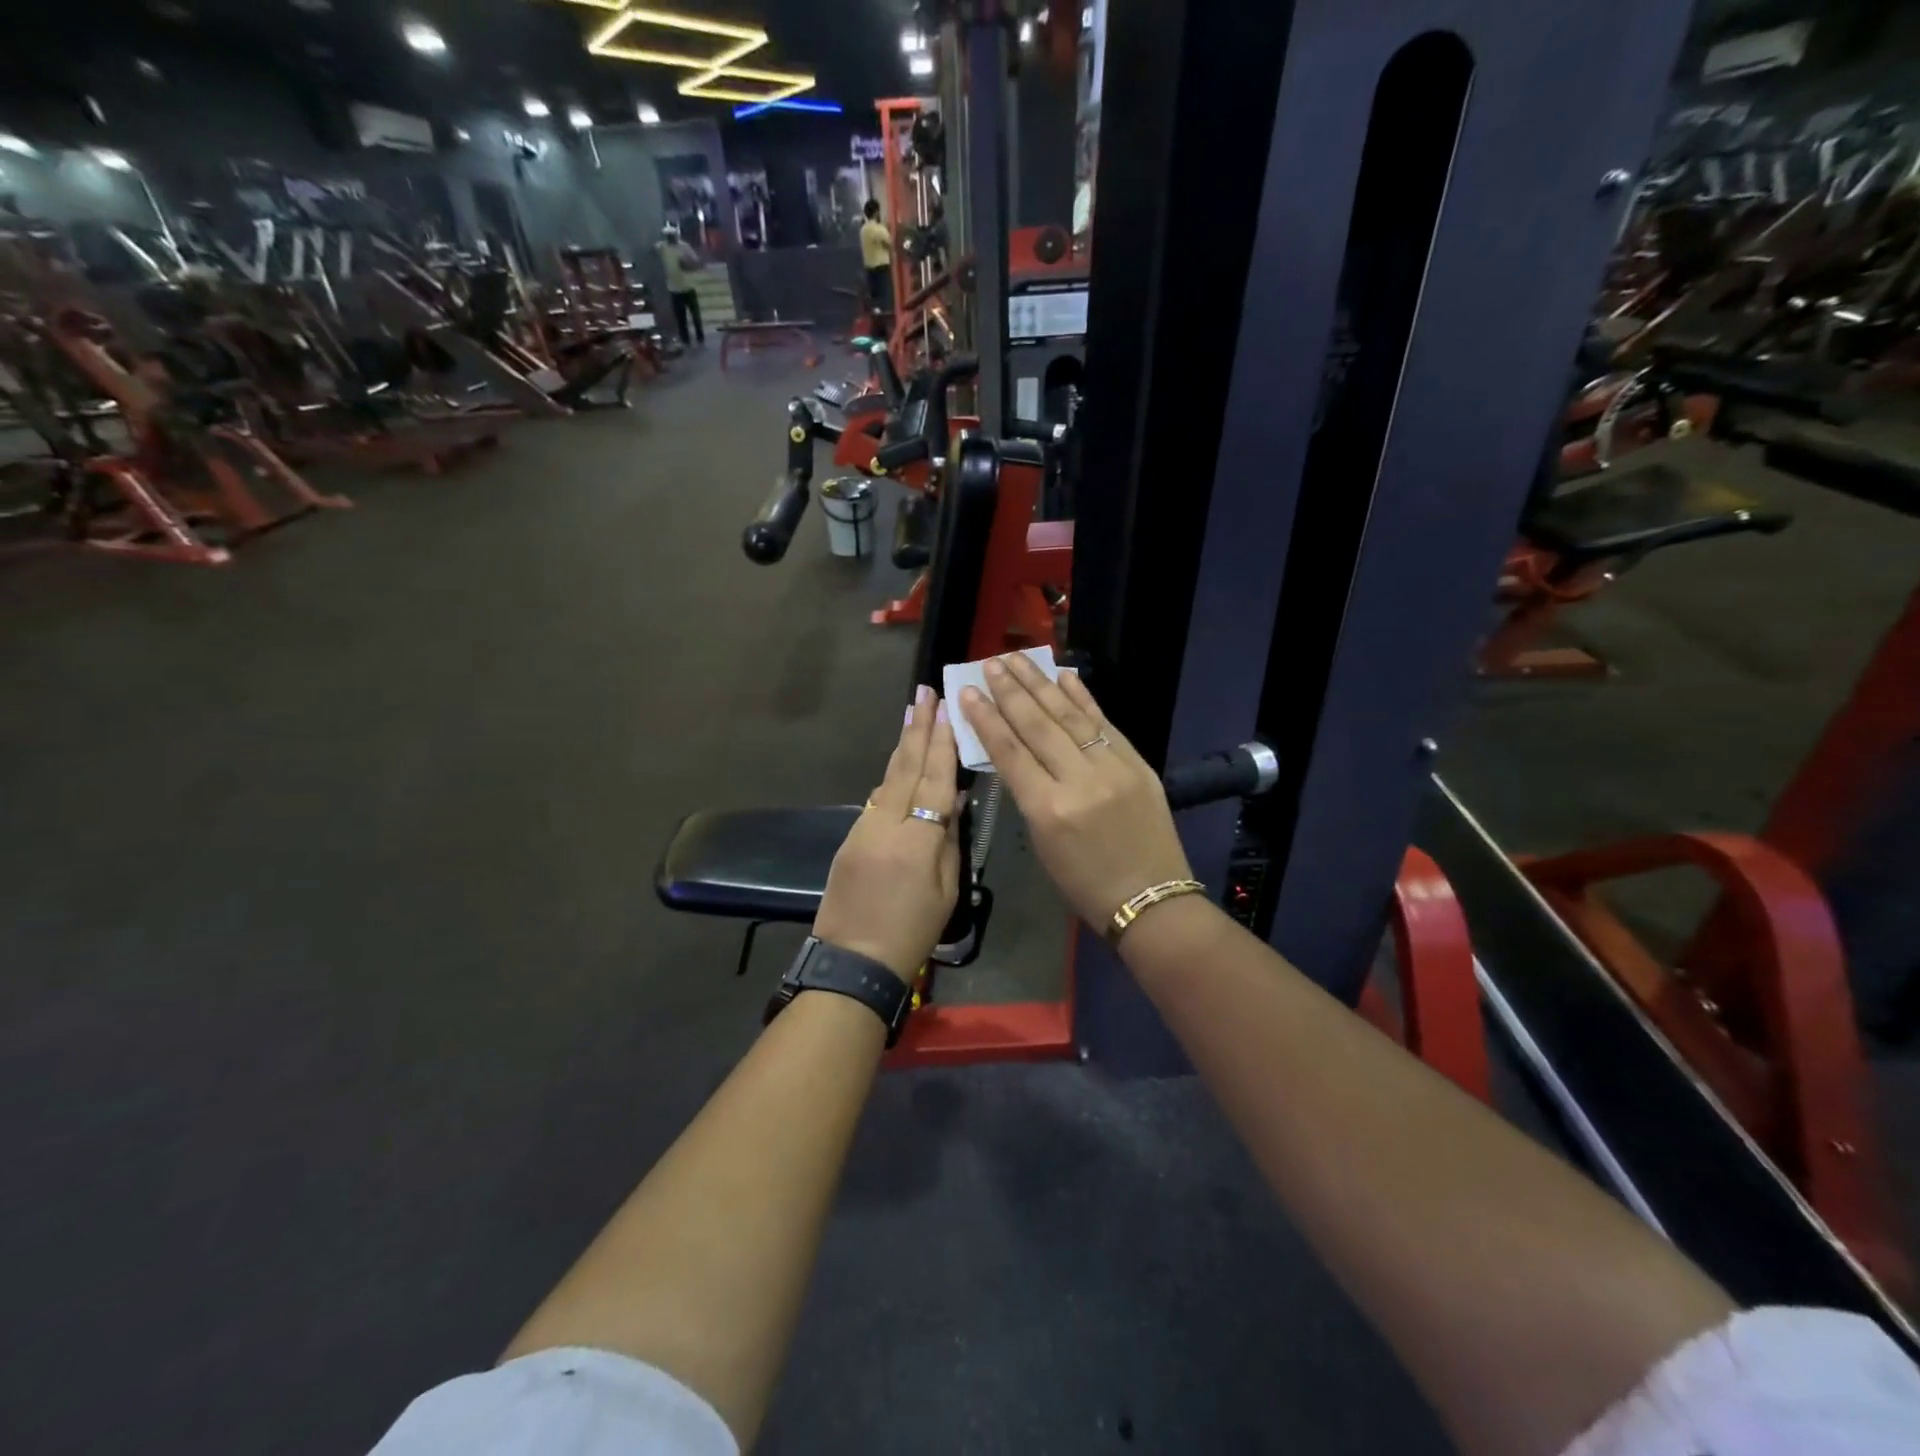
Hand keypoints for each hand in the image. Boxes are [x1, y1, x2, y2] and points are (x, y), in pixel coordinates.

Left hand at [812, 686, 962, 982]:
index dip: (943, 742)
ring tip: (912, 714)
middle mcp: (886, 824)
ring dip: (903, 746)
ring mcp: (863, 829)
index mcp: (918, 839)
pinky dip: (891, 777)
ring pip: (887, 779)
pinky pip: (876, 800)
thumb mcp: (946, 890)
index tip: (945, 708)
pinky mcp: (849, 838)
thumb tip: (954, 801)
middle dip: (917, 728)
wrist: (853, 960)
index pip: (935, 780)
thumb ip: (949, 840)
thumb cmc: (912, 932)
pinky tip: (900, 763)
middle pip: (906, 768)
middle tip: (924, 692)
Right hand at [959, 656, 1192, 929]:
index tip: (968, 693)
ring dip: (1041, 684)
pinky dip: (1083, 698)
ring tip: (1018, 659)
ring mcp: (1113, 768)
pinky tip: (1065, 675)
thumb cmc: (1085, 884)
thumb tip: (1014, 751)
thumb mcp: (1042, 843)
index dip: (986, 719)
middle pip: (1037, 725)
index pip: (1010, 752)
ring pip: (1069, 716)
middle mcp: (1079, 781)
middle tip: (990, 662)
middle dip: (1011, 691)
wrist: (1151, 899)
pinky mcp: (1138, 764)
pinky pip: (1104, 723)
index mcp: (1048, 810)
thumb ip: (1028, 793)